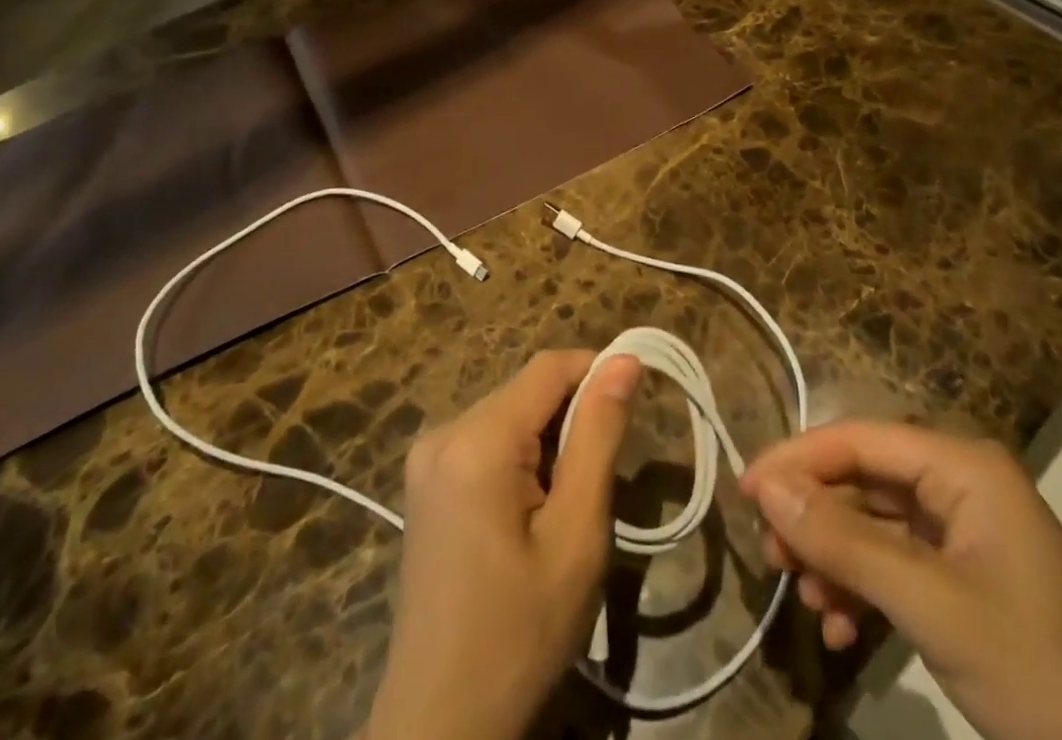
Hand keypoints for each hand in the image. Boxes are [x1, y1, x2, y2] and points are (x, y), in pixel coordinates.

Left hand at [365, 349, 642, 739]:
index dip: (598, 372)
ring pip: (510, 414)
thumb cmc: (521, 633)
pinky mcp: (425, 481)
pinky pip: (487, 440)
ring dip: (548, 441)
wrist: (442, 723)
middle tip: (598, 484)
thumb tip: (625, 359)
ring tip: (565, 508)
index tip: (636, 406)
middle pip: (527, 391)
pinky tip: (529, 515)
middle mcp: (444, 430)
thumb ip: (599, 435)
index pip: (550, 367)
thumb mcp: (577, 534)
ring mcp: (427, 456)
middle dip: (572, 418)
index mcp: (477, 439)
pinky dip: (521, 458)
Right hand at [741, 422, 1061, 739]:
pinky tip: (842, 630)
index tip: (744, 494)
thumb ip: (844, 541)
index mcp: (962, 467)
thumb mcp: (933, 606)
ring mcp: (970, 538)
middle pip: (864, 479)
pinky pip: (900, 568)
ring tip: (807, 602)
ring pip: (876, 525)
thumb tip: (764, 484)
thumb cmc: (1044, 677)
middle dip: (815, 516)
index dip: (797, 459)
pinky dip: (864, 592)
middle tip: (772, 557)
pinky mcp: (974, 587)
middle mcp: (962, 486)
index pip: (857, 438)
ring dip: (835, 559)